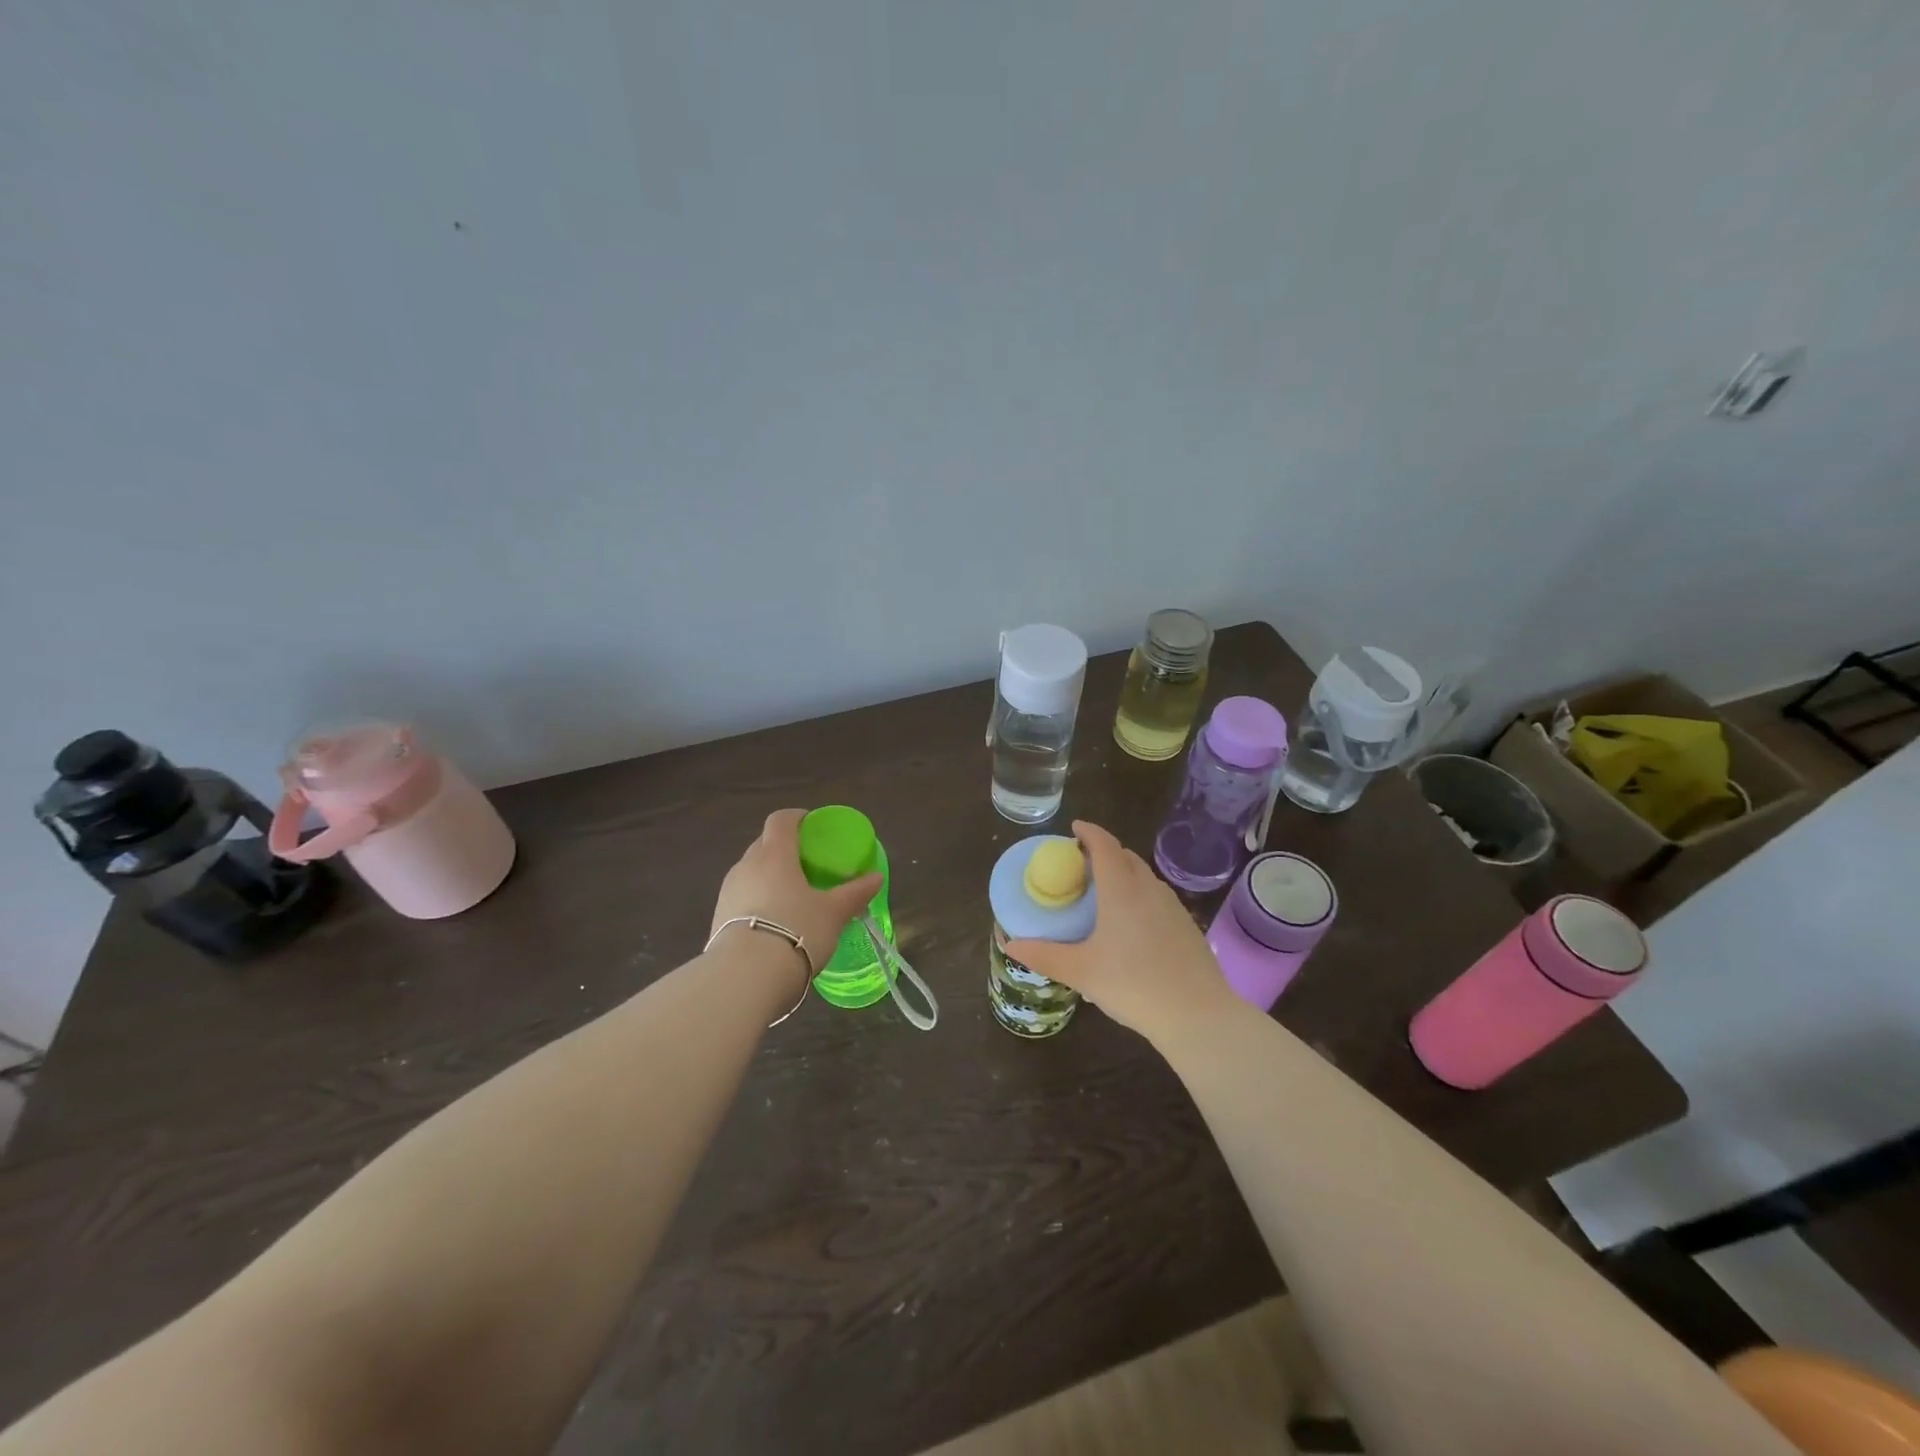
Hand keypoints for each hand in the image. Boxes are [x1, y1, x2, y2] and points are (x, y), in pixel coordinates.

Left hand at [710, 809, 884, 975]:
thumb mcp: (833, 913)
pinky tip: (772, 923)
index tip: (812, 826)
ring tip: (791, 897)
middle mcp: (746, 865)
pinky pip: (741, 897)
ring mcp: (728, 891)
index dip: (796, 817)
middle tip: (807, 865)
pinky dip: (757, 900)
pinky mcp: (717, 918)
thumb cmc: (796, 931)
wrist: (745, 977)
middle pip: (764, 844)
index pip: (780, 820)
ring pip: (750, 872)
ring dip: (768, 876)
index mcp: (775, 854)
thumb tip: (877, 877)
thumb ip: (855, 893)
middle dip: (783, 848)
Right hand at [1004, 820, 1237, 1040]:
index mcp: (1121, 890)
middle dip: (1103, 852)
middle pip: (1125, 856)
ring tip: (1103, 893)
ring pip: (1144, 876)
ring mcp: (1172, 906)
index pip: (1104, 845)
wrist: (1198, 1015)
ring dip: (1123, 873)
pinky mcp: (1186, 925)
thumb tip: (1011, 945)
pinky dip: (1139, 895)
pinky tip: (1131, 924)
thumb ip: (1044, 956)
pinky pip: (1157, 897)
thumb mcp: (1082, 972)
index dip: (1089, 832)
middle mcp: (1149, 889)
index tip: (1074, 829)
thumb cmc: (1134, 985)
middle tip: (1081, 865)